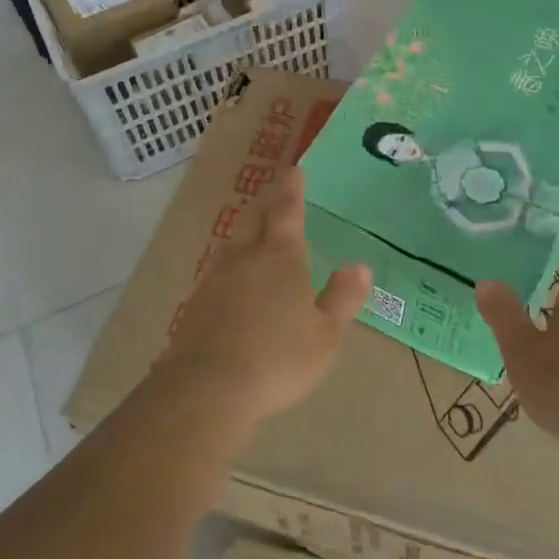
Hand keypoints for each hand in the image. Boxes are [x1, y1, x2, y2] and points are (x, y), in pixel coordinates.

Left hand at [155, 167, 372, 429]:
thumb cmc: (278, 357)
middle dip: (267, 200)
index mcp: (281, 257)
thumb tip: (361, 266)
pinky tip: (231, 273)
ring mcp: (216, 278)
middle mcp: (246, 257)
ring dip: (245, 227)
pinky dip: (230, 259)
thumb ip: (342, 298)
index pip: (287, 212)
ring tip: (253, 225)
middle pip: (255, 218)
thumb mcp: (324, 334)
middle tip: (275, 188)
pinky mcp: (196, 303)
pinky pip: (217, 267)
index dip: (292, 190)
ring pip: (232, 240)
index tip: (295, 171)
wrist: (208, 386)